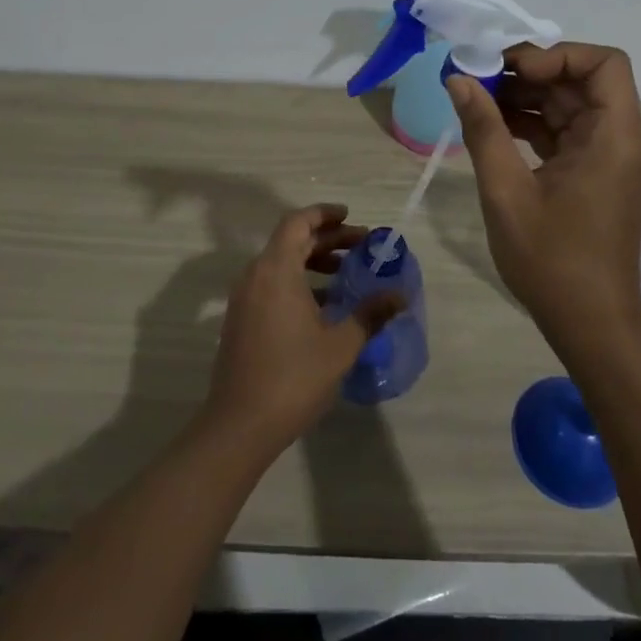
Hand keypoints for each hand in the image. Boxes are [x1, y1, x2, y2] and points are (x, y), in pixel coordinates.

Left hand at [203, 204, 405, 451]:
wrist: (240, 426)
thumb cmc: (293, 377)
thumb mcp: (341, 345)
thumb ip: (370, 314)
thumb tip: (400, 295)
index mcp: (276, 270)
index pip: (298, 222)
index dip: (324, 214)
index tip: (351, 217)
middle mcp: (255, 276)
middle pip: (291, 241)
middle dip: (327, 239)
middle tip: (361, 246)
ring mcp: (244, 299)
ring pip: (280, 263)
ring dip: (313, 261)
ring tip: (346, 273)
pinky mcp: (241, 320)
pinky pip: (271, 284)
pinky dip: (297, 282)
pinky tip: (324, 306)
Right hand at [447, 43, 640, 344]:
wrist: (590, 325)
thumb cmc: (552, 261)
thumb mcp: (506, 192)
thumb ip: (483, 129)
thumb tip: (458, 79)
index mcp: (612, 137)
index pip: (604, 64)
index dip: (557, 56)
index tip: (511, 71)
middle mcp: (617, 138)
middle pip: (582, 80)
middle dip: (530, 73)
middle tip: (478, 78)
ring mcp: (605, 157)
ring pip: (569, 104)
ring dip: (525, 97)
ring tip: (475, 99)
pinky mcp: (592, 174)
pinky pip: (563, 131)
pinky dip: (530, 123)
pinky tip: (491, 126)